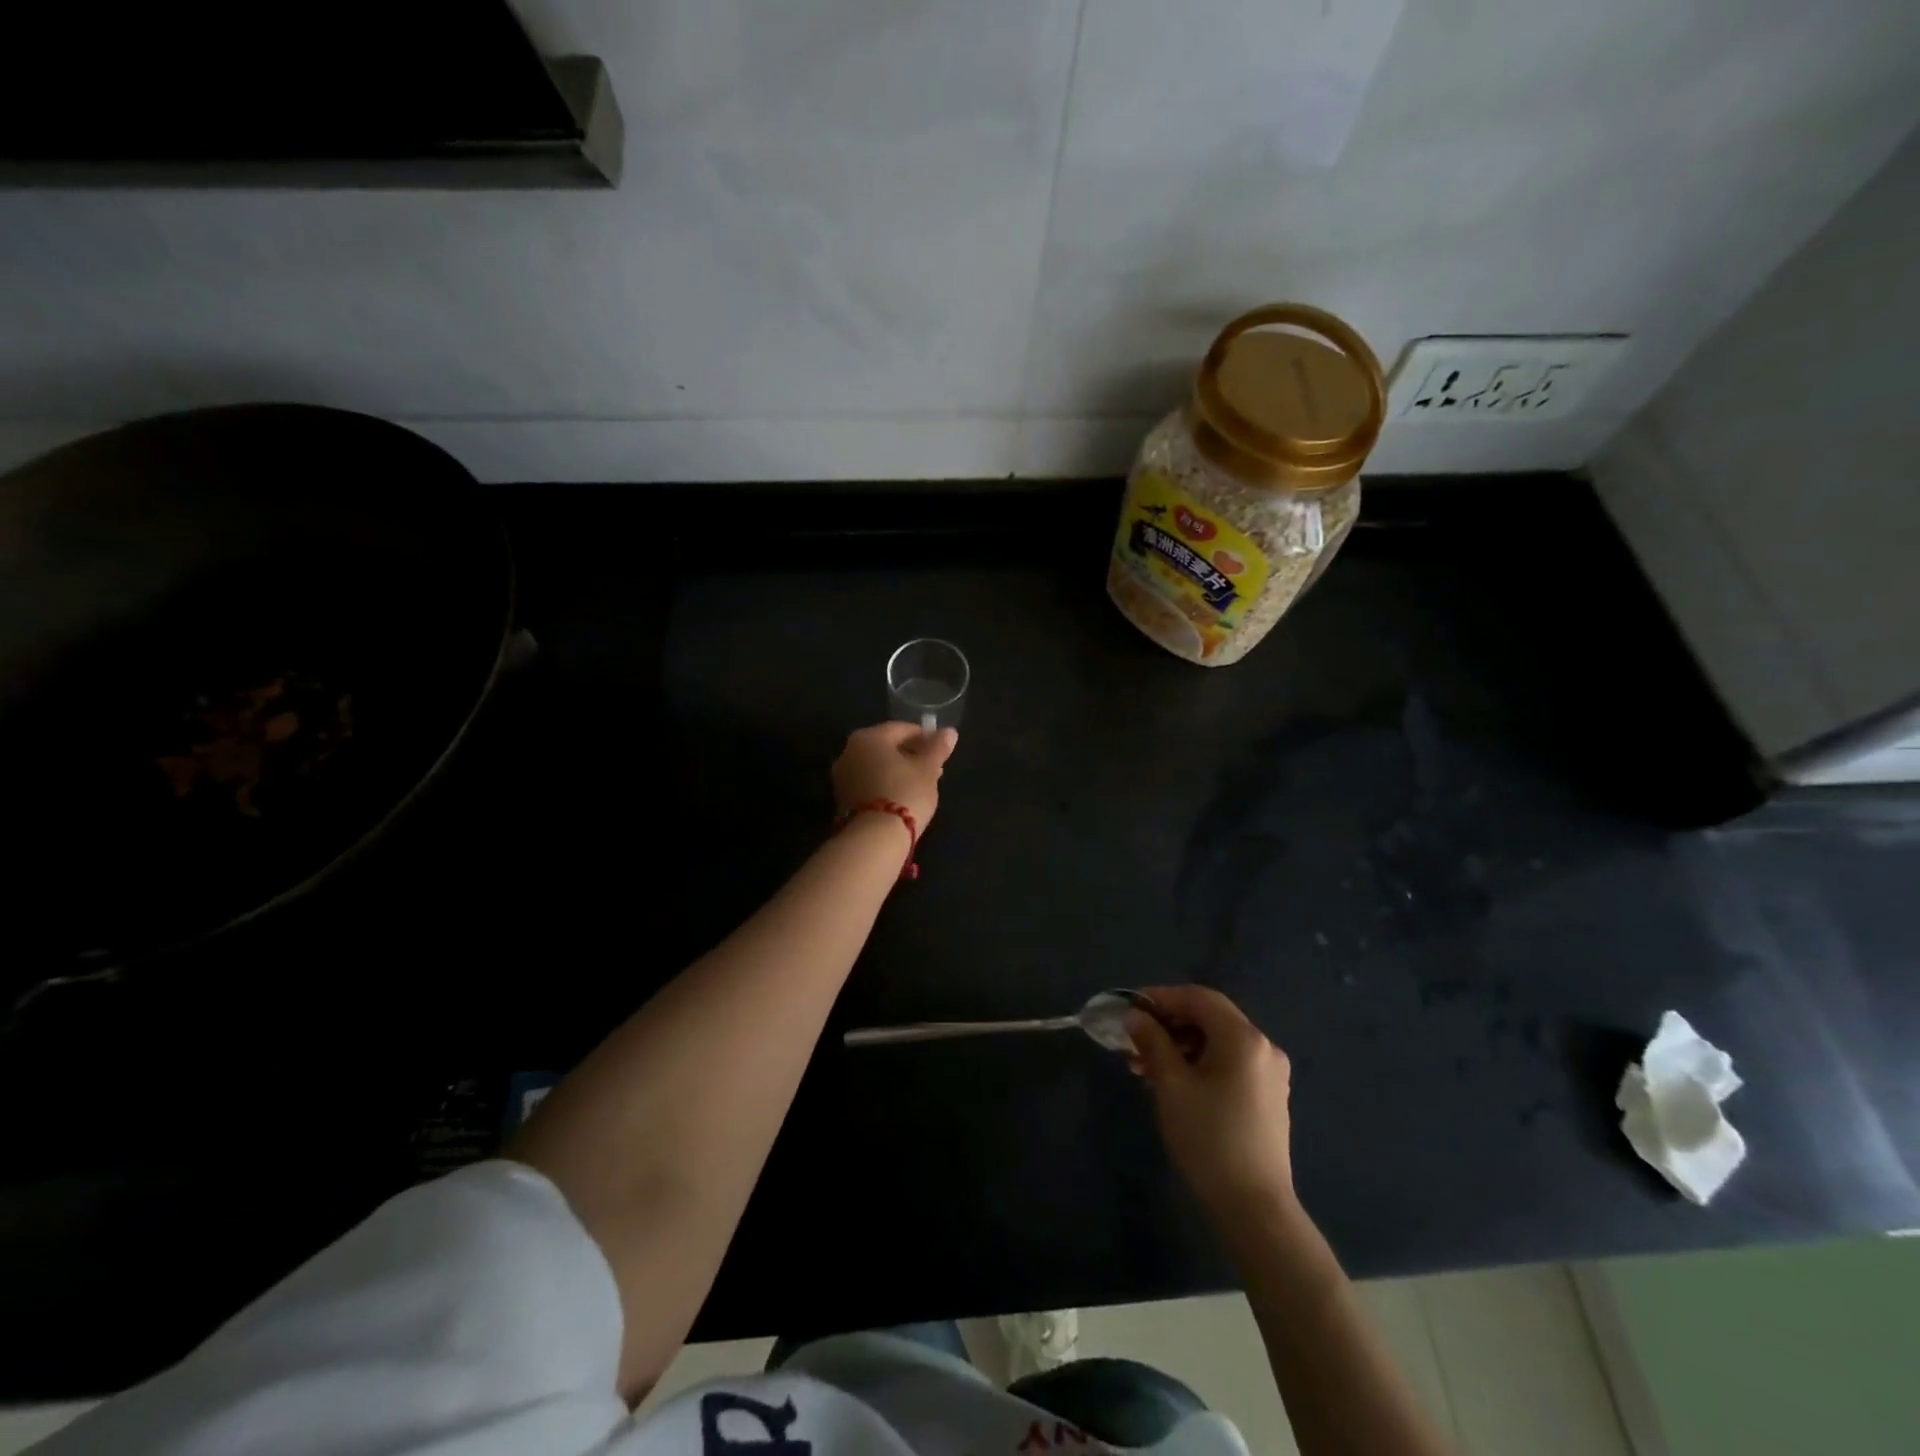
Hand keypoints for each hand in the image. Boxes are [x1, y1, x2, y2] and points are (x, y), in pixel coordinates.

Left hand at [832, 722, 957, 833]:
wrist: (874, 838)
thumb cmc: (905, 793)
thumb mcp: (927, 770)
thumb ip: (938, 748)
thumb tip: (949, 732)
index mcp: (869, 737)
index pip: (902, 729)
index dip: (925, 736)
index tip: (941, 749)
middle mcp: (849, 750)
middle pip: (886, 747)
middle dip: (911, 754)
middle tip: (934, 767)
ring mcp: (842, 776)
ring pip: (877, 765)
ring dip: (899, 770)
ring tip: (922, 783)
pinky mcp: (842, 798)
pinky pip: (869, 782)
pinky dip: (885, 783)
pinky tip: (903, 795)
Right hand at [1128, 985, 1294, 1217]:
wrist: (1255, 1210)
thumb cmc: (1209, 1139)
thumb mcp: (1171, 1085)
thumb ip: (1152, 1042)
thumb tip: (1135, 1017)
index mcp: (1243, 1038)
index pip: (1199, 997)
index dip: (1161, 997)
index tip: (1130, 1009)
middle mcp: (1263, 1048)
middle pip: (1209, 1018)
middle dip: (1168, 1024)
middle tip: (1134, 1041)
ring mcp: (1270, 1074)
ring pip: (1217, 1042)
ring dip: (1180, 1046)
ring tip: (1145, 1068)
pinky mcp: (1268, 1097)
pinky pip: (1229, 1063)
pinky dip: (1199, 1063)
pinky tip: (1173, 1083)